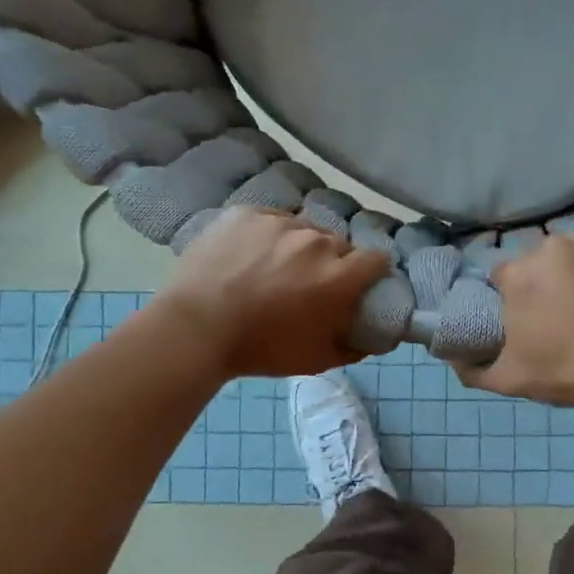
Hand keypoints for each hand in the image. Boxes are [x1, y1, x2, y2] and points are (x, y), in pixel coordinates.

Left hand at [155, 207, 389, 378]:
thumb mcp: (316, 360)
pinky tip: (249, 255)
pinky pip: (270, 219)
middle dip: (332, 262)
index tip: (358, 284)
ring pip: (304, 229)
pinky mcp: (248, 213)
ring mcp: (280, 223)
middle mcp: (316, 242)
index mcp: (338, 277)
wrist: (195, 328)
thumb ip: (355, 348)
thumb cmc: (260, 349)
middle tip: (309, 283)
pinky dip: (267, 235)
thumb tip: (377, 338)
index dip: (371, 272)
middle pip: (339, 244)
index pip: (376, 259)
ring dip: (299, 246)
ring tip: (274, 267)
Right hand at [460, 231, 573, 407]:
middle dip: (550, 279)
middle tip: (568, 311)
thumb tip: (453, 359)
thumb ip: (473, 370)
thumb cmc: (571, 373)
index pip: (506, 275)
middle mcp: (554, 247)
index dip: (516, 296)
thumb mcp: (511, 381)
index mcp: (520, 274)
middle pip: (543, 258)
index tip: (531, 316)